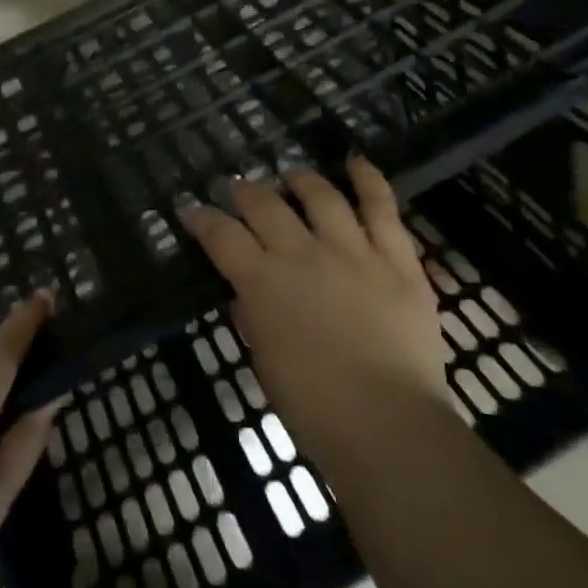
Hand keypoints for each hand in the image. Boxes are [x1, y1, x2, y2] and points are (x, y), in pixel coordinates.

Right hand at [179, 158, 451, 472]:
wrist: (388, 425)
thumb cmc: (315, 408)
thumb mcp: (266, 364)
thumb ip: (254, 320)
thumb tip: (245, 295)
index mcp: (263, 282)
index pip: (221, 236)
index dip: (202, 219)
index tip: (192, 210)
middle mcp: (302, 253)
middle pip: (265, 205)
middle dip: (245, 191)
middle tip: (238, 188)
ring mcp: (352, 250)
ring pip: (321, 196)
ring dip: (301, 180)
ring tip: (292, 176)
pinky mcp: (395, 258)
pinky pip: (382, 208)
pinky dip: (368, 180)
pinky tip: (355, 162)